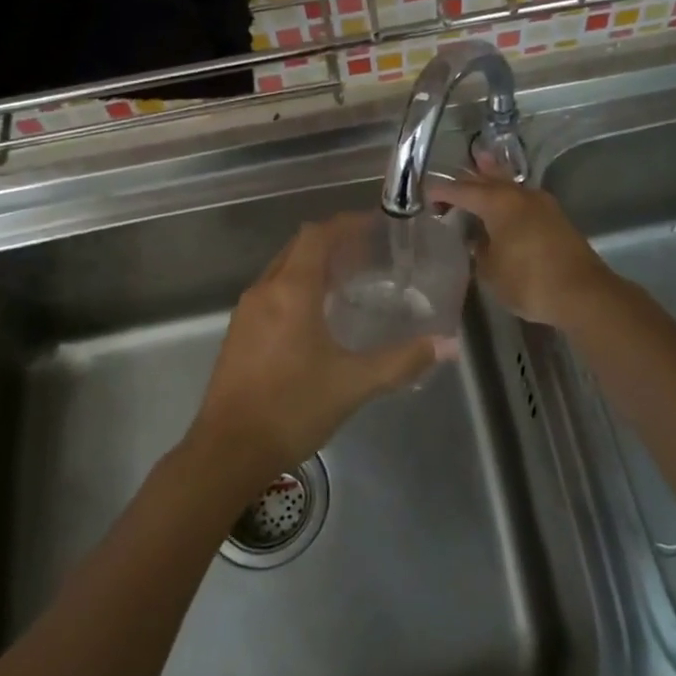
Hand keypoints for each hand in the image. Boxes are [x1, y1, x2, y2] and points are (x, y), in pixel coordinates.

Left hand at [192, 215, 453, 478]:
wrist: (228, 450)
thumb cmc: (292, 408)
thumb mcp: (353, 384)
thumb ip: (401, 361)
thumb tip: (447, 345)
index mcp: (291, 291)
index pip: (317, 235)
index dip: (345, 224)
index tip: (374, 226)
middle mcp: (265, 290)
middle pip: (298, 247)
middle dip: (332, 244)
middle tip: (368, 255)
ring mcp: (246, 312)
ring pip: (282, 270)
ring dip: (312, 267)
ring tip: (348, 283)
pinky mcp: (238, 333)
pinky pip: (271, 293)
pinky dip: (296, 289)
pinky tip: (317, 318)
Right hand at [428, 168, 615, 326]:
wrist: (583, 294)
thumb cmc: (529, 282)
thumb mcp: (491, 271)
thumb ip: (480, 250)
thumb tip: (479, 240)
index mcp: (499, 203)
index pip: (462, 191)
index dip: (442, 192)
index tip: (425, 194)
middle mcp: (520, 195)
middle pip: (489, 179)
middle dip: (468, 179)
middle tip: (450, 177)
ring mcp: (542, 205)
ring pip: (510, 185)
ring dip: (493, 178)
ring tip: (481, 163)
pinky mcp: (556, 219)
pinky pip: (523, 199)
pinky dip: (509, 197)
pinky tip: (505, 203)